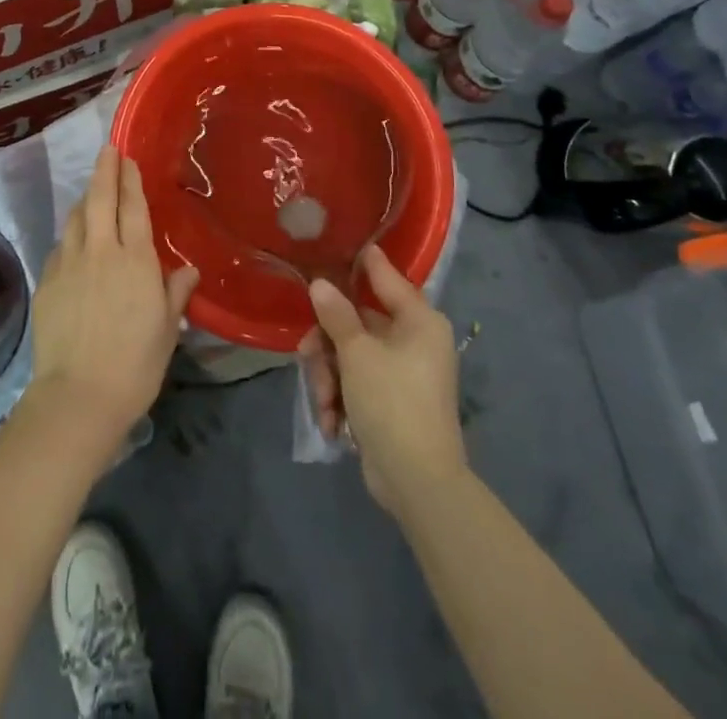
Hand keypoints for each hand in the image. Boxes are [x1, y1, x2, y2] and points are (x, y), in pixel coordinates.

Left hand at [28, 146, 198, 450]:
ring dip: (85, 200)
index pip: (132, 207)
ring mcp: (69, 264)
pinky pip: (61, 246)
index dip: (129, 179)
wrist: (79, 396)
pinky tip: (74, 242)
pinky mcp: (47, 281)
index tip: (126, 156)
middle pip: (100, 199)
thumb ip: (175, 293)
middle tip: (107, 150)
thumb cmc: (135, 364)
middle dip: (104, 170)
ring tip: (92, 192)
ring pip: (76, 218)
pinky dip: (70, 235)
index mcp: (135, 260)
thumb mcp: (166, 330)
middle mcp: (101, 251)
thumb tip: (188, 270)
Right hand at [299, 245, 467, 517]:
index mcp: (418, 321)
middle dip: (327, 345)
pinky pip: (356, 383)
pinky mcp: (390, 401)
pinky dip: (340, 399)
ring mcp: (402, 373)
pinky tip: (332, 423)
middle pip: (357, 322)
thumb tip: (320, 283)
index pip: (386, 277)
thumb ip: (336, 315)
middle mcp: (414, 341)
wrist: (418, 483)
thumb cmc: (392, 403)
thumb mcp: (357, 354)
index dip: (362, 261)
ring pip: (350, 355)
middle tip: (307, 357)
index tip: (337, 244)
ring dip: (329, 378)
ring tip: (324, 404)